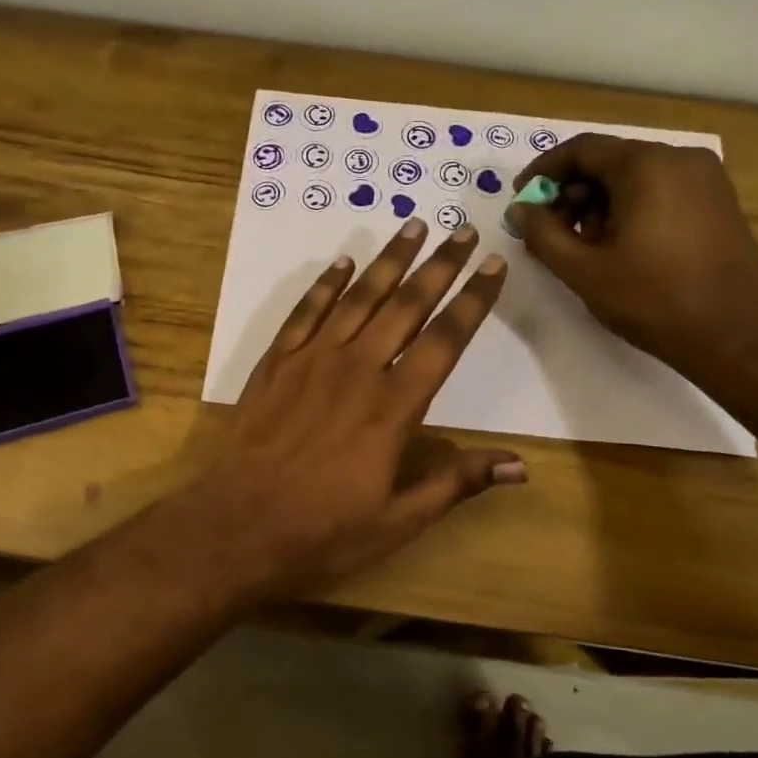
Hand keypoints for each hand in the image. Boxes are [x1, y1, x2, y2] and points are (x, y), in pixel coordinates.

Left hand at [198, 218, 522, 592]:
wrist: (237, 525)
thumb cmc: (323, 530)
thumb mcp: (398, 521)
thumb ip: (455, 483)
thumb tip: (519, 466)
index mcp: (393, 407)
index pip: (445, 341)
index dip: (473, 301)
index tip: (495, 266)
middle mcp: (357, 369)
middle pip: (407, 305)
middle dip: (440, 265)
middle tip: (463, 231)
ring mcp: (312, 360)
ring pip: (359, 297)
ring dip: (389, 261)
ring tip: (413, 227)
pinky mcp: (277, 362)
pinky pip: (306, 311)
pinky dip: (327, 285)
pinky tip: (343, 263)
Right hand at [508, 134, 757, 384]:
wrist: (738, 336)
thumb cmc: (654, 300)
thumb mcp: (584, 270)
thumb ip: (543, 234)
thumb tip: (519, 210)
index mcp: (646, 166)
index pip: (581, 149)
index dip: (543, 172)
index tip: (521, 201)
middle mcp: (679, 158)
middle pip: (608, 161)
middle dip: (571, 192)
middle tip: (549, 231)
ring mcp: (705, 178)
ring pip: (634, 176)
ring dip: (599, 203)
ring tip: (584, 246)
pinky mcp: (717, 200)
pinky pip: (660, 189)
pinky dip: (630, 208)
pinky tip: (619, 246)